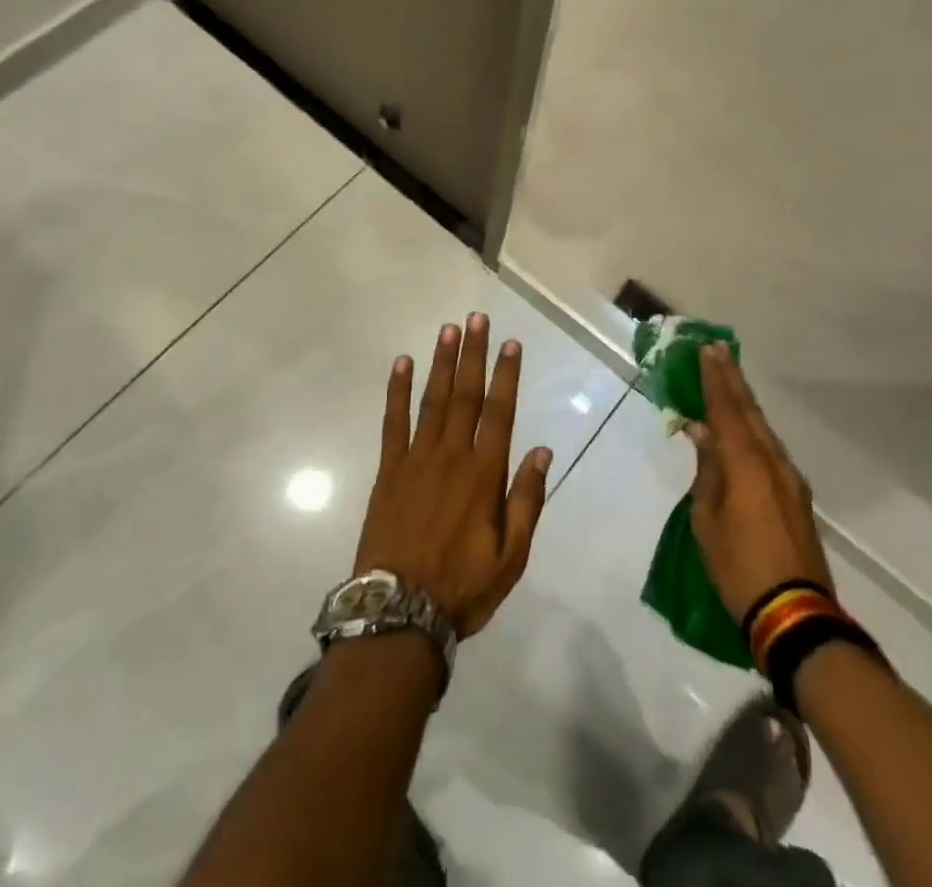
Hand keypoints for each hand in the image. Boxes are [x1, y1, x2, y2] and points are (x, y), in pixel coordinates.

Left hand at [353, 313, 551, 638]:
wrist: (398, 613)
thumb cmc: (462, 587)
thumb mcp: (511, 557)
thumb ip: (526, 500)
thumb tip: (541, 450)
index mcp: (484, 475)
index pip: (499, 413)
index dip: (507, 375)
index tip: (511, 343)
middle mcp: (452, 456)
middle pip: (465, 395)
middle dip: (473, 354)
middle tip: (476, 318)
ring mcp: (416, 459)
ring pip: (432, 400)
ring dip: (441, 362)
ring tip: (448, 329)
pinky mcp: (389, 469)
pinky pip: (393, 421)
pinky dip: (397, 391)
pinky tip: (401, 364)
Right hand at [686, 342, 833, 621]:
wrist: (795, 616)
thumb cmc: (739, 567)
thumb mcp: (708, 519)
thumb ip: (707, 471)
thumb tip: (702, 432)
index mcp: (747, 465)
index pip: (727, 410)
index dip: (715, 379)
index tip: (707, 349)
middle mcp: (773, 463)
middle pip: (750, 412)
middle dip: (732, 380)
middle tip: (718, 350)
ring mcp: (790, 480)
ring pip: (763, 430)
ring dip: (744, 403)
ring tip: (728, 381)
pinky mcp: (796, 498)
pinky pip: (770, 450)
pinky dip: (753, 430)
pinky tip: (743, 430)